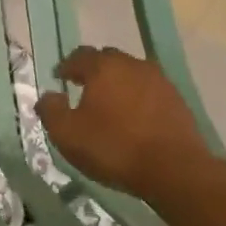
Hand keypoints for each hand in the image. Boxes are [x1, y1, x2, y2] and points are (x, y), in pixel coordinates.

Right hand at [34, 46, 225, 198]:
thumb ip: (51, 110)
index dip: (66, 66)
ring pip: (131, 73)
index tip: (59, 78)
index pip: (80, 55)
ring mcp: (159, 81)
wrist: (174, 169)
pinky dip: (137, 97)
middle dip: (93, 70)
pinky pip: (149, 90)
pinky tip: (134, 117)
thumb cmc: (114, 147)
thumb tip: (48, 96)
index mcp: (104, 67)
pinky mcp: (177, 100)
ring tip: (109, 104)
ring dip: (118, 83)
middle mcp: (132, 65)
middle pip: (108, 59)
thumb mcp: (67, 134)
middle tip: (83, 87)